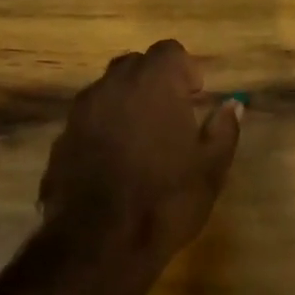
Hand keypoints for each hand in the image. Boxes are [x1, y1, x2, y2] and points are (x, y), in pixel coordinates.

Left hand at [39, 40, 243, 276]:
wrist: (97, 243)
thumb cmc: (164, 199)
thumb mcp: (210, 168)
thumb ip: (223, 129)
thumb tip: (232, 105)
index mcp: (154, 82)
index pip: (169, 51)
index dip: (185, 69)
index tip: (195, 95)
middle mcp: (114, 84)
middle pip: (135, 64)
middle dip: (154, 81)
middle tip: (172, 114)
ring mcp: (83, 110)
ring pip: (109, 89)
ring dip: (127, 102)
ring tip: (143, 139)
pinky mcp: (62, 137)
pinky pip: (89, 118)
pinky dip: (104, 127)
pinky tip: (115, 161)